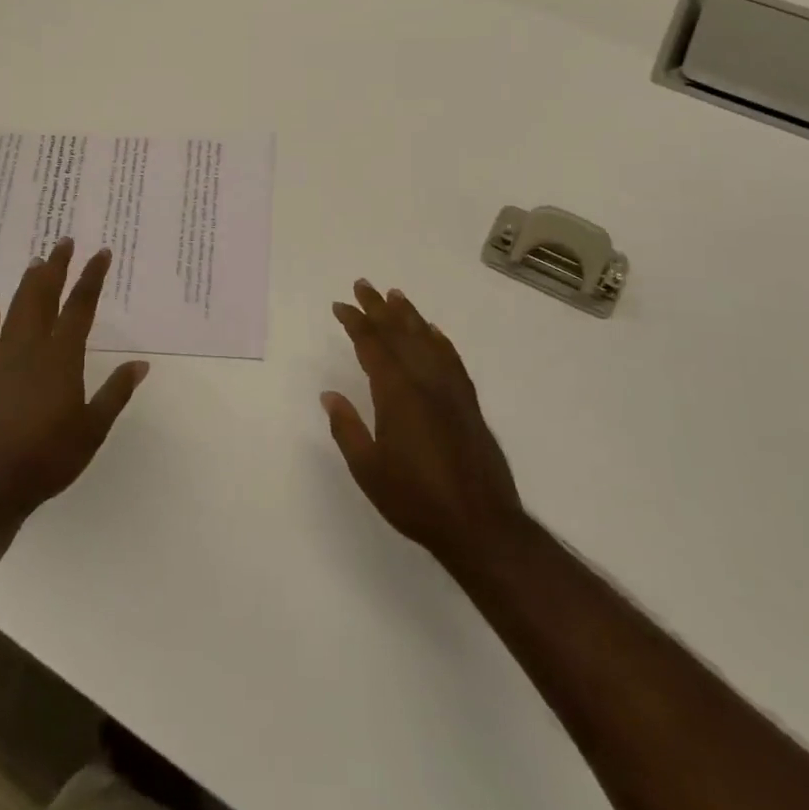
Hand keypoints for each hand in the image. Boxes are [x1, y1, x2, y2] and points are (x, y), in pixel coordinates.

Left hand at [0, 238, 147, 525]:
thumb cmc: (49, 457)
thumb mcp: (93, 429)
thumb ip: (115, 393)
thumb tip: (141, 364)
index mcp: (62, 357)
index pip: (80, 307)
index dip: (91, 278)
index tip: (101, 253)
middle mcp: (31, 349)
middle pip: (43, 297)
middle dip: (55, 267)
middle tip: (63, 241)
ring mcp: (3, 361)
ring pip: (15, 311)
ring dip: (27, 284)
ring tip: (35, 262)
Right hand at [323, 279, 524, 574]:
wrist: (479, 525)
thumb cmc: (415, 499)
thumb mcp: (368, 469)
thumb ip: (347, 428)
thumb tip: (329, 395)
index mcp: (397, 394)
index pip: (372, 346)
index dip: (355, 322)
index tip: (341, 305)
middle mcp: (425, 382)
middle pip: (399, 333)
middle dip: (378, 308)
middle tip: (363, 285)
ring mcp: (451, 390)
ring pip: (427, 340)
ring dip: (409, 316)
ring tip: (395, 295)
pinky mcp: (469, 403)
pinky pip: (452, 360)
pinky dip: (440, 341)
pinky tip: (434, 333)